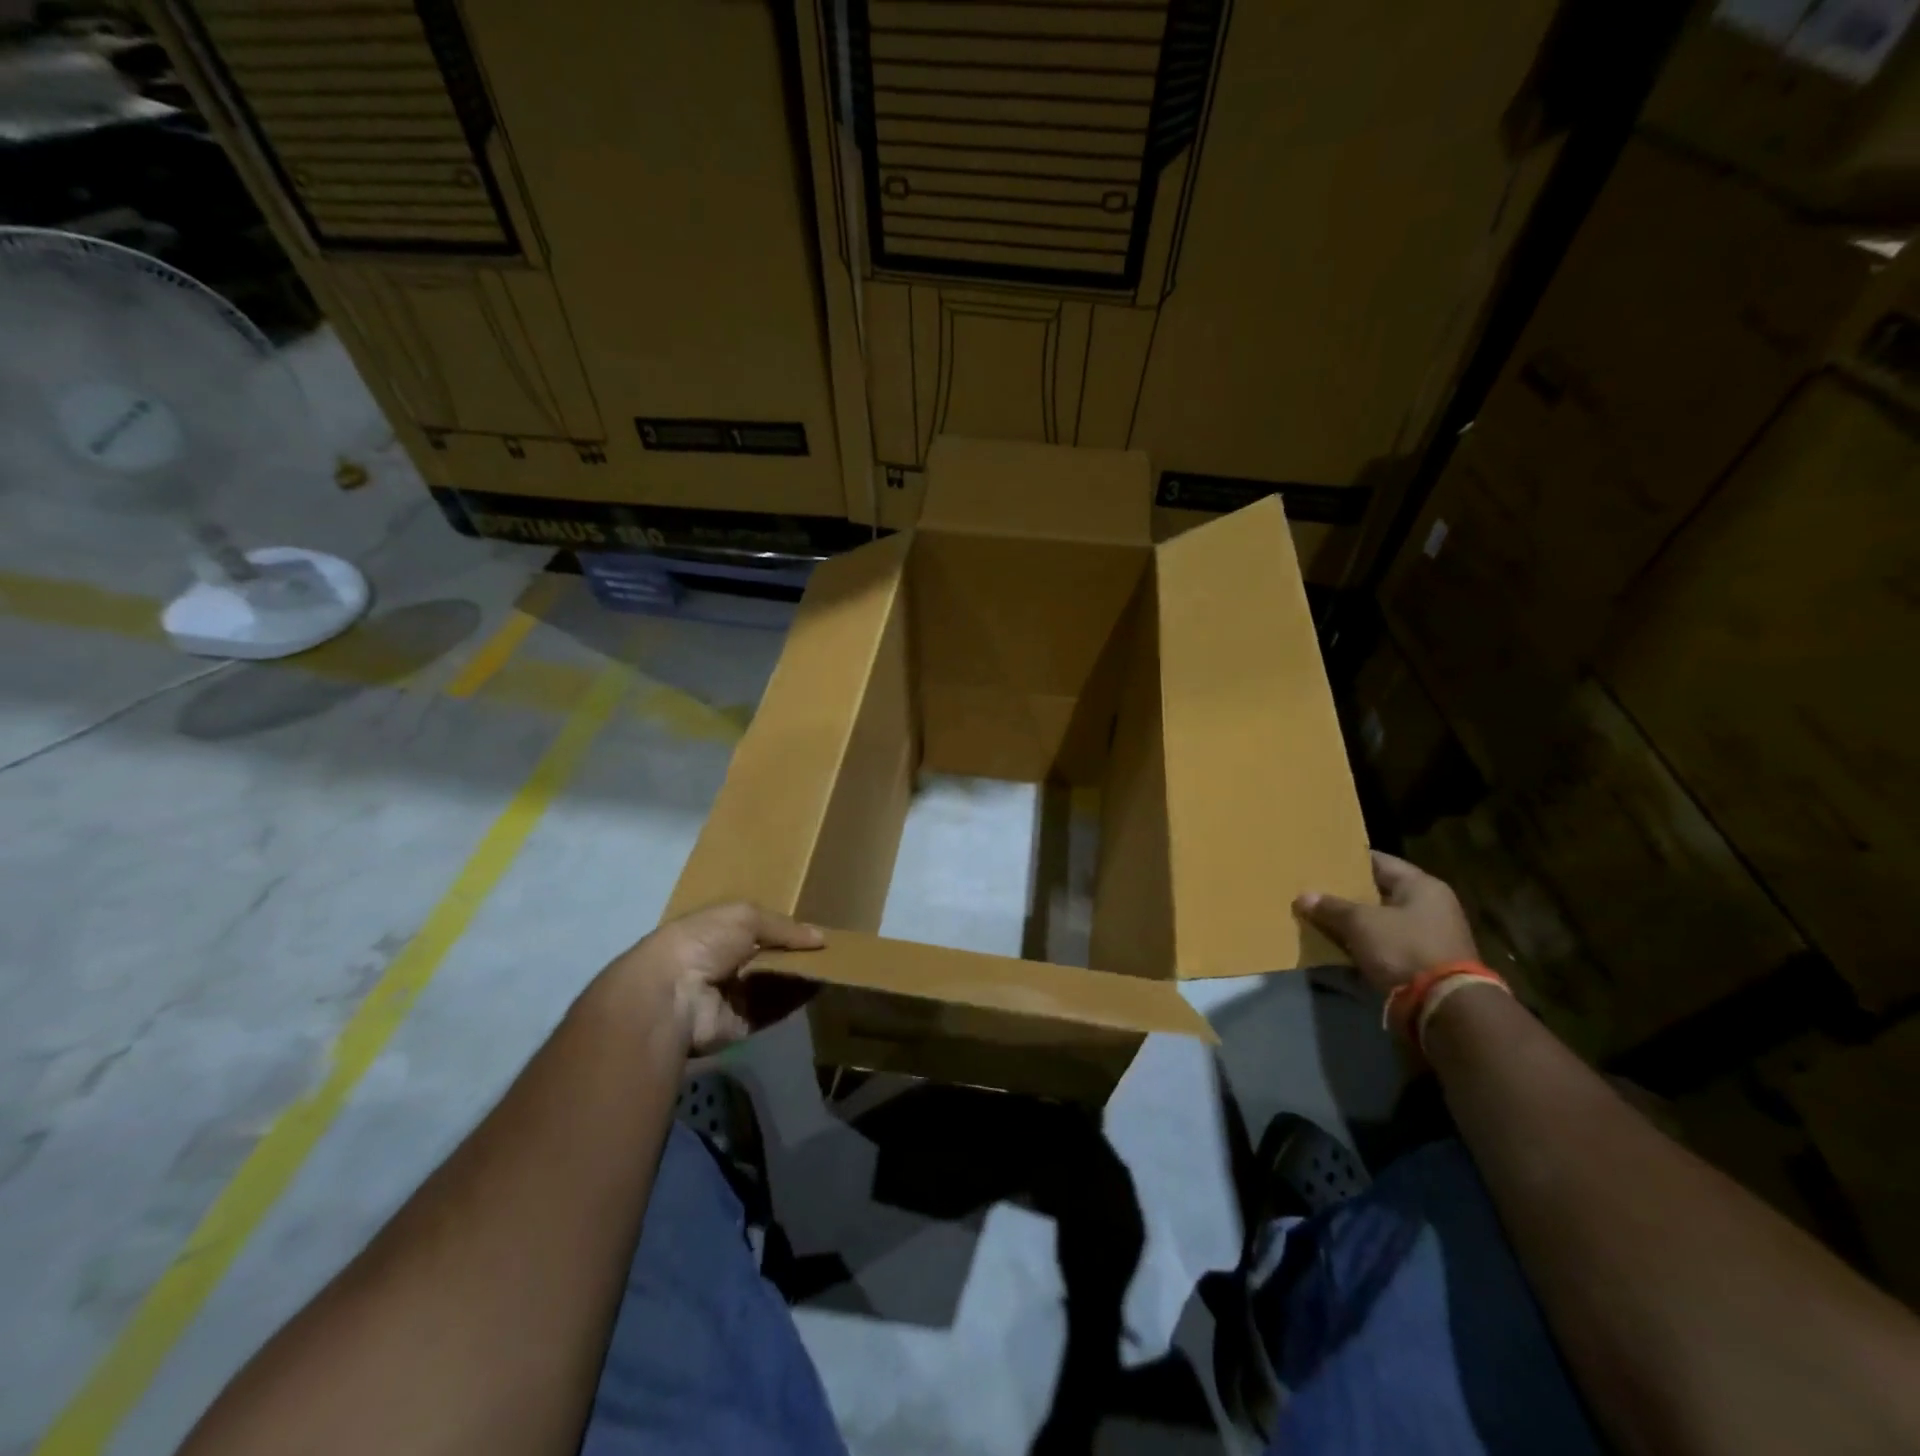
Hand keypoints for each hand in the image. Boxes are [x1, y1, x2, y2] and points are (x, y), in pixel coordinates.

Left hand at [603, 902, 823, 1054]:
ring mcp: (732, 996)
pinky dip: (795, 999)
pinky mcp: (741, 1024)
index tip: (812, 930)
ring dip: (799, 976)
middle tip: (829, 950)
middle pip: (768, 958)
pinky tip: (820, 986)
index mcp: (717, 933)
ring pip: (774, 984)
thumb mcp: (745, 917)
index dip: (783, 929)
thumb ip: (784, 926)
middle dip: (794, 954)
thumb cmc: (703, 942)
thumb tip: (820, 937)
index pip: (756, 929)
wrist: (672, 995)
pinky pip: (774, 1010)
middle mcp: (724, 964)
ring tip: (833, 965)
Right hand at [1294, 852, 1477, 995]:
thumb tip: (1303, 897)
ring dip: (1354, 922)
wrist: (1442, 1006)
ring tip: (1320, 918)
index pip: (1379, 861)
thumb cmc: (1403, 949)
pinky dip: (1364, 945)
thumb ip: (1330, 907)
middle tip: (1314, 890)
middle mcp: (1430, 906)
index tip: (1321, 861)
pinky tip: (1337, 946)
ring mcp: (1429, 936)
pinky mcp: (1423, 963)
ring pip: (1380, 921)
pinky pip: (1385, 945)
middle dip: (1347, 894)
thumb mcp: (1360, 923)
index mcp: (1422, 886)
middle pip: (1379, 892)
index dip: (1348, 861)